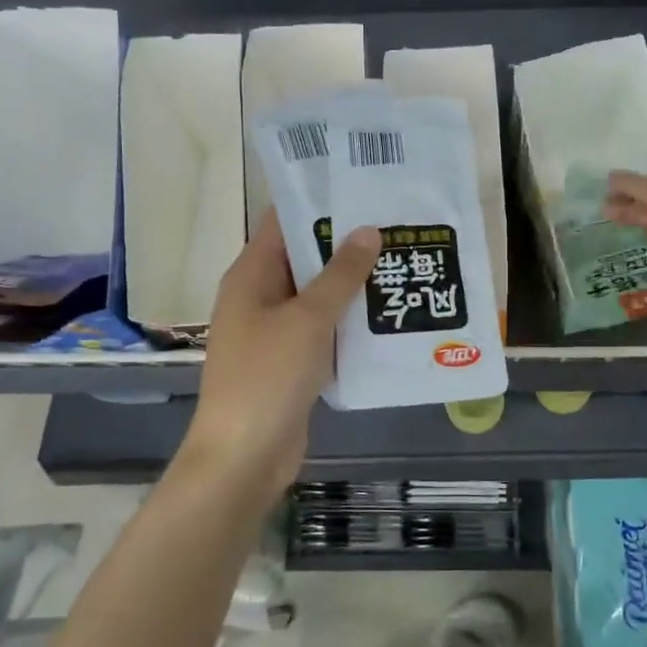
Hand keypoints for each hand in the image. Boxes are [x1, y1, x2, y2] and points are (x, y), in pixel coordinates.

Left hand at [185, 210, 380, 489]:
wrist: (244, 457)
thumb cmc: (267, 377)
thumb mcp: (308, 319)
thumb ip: (340, 275)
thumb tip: (368, 230)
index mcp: (252, 275)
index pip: (284, 222)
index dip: (321, 203)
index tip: (366, 189)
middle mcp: (261, 296)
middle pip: (305, 257)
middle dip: (347, 244)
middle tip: (398, 225)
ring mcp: (276, 330)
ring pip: (319, 295)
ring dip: (353, 284)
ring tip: (402, 262)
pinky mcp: (292, 360)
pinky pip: (324, 329)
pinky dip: (350, 321)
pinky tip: (389, 314)